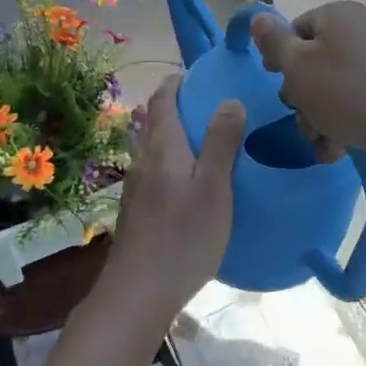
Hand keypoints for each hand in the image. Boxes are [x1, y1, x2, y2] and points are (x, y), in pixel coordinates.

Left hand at [98, 75, 244, 323]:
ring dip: (167, 129)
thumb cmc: (183, 237)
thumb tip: (229, 99)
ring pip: (149, 144)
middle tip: (202, 99)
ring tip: (195, 132)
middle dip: (171, 102)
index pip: (163, 100)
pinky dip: (166, 155)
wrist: (139, 291)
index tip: (195, 74)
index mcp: (163, 148)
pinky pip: (151, 167)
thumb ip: (220, 142)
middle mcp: (144, 160)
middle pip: (152, 119)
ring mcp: (137, 186)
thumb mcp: (213, 188)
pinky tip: (182, 175)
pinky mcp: (137, 209)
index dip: (176, 82)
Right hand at [249, 3, 365, 182]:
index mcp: (338, 15)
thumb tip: (258, 17)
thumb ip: (273, 42)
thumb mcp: (298, 67)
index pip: (295, 30)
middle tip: (305, 115)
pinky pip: (353, 106)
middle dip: (301, 97)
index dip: (280, 58)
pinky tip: (338, 150)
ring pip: (329, 91)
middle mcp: (360, 33)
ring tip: (323, 140)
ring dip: (317, 119)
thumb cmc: (347, 93)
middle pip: (311, 63)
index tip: (278, 82)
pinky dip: (341, 127)